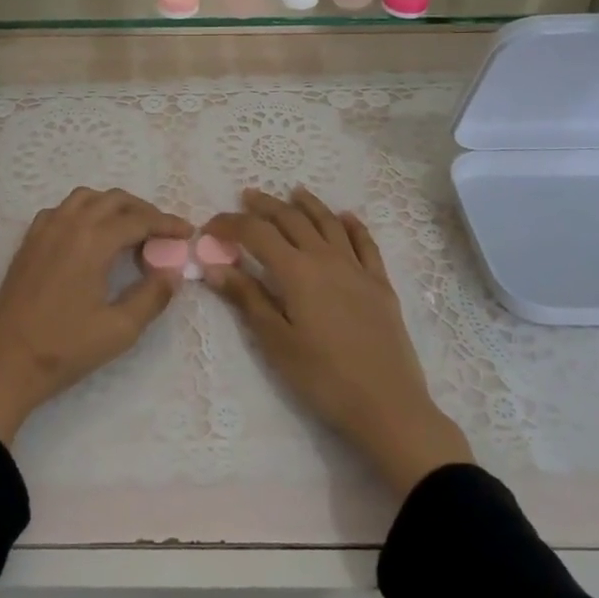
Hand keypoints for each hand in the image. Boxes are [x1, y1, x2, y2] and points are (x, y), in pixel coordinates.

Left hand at [0, 188, 191, 444]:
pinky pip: (61, 210)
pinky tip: (89, 235)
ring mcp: (44, 230)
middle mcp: (68, 224)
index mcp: (92, 241)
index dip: (167, 224)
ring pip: (85, 198)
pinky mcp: (28, 242)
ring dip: (112, 205)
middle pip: (113, 199)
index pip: (138, 220)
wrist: (4, 364)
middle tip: (163, 232)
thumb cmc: (64, 348)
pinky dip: (84, 212)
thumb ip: (152, 296)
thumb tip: (172, 272)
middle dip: (143, 210)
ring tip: (129, 228)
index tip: (188, 232)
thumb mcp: (119, 329)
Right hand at [205, 187, 472, 496]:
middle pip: (292, 220)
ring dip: (308, 205)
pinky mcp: (380, 284)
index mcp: (297, 271)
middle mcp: (326, 258)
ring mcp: (357, 268)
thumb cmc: (323, 377)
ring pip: (329, 223)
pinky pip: (365, 243)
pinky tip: (346, 217)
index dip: (231, 225)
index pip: (257, 234)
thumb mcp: (276, 341)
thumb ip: (247, 298)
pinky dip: (353, 225)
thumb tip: (214, 266)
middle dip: (266, 206)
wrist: (387, 405)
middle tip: (247, 196)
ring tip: (294, 192)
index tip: (211, 226)